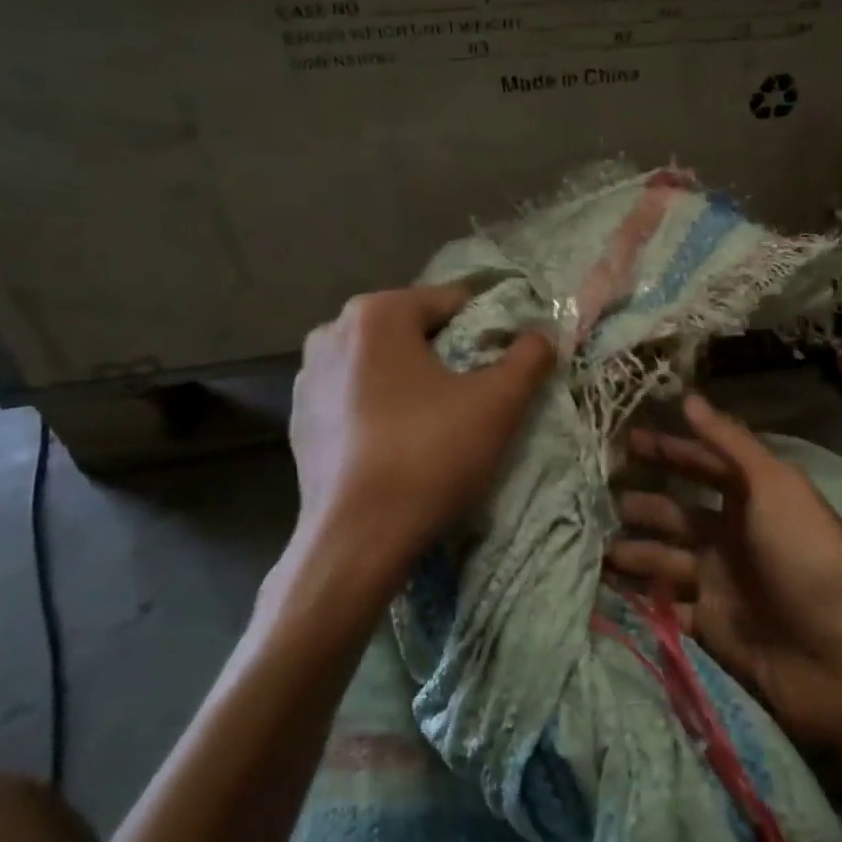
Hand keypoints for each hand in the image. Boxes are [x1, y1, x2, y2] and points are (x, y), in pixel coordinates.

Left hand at [283, 284, 555, 599]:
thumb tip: (541, 336)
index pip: (451, 302)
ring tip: (440, 422)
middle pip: (413, 331)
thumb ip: (529, 357)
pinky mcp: (300, 421)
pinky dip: (382, 409)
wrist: (357, 540)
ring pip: (383, 365)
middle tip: (476, 394)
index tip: (507, 363)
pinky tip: (400, 445)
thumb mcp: (499, 402)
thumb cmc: (430, 455)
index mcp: (376, 314)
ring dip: (413, 382)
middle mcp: (332, 333)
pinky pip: (356, 398)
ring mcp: (308, 379)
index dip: (488, 328)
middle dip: (448, 355)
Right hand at [607, 394, 841, 754]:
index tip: (625, 440)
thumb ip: (730, 443)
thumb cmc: (807, 556)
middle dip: (641, 504)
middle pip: (677, 513)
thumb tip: (689, 398)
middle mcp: (733, 536)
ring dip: (632, 550)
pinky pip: (664, 605)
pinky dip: (638, 597)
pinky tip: (604, 587)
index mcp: (753, 499)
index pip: (702, 465)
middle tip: (595, 496)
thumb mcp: (774, 486)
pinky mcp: (709, 626)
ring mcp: (719, 583)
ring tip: (593, 544)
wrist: (840, 656)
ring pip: (664, 559)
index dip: (668, 451)